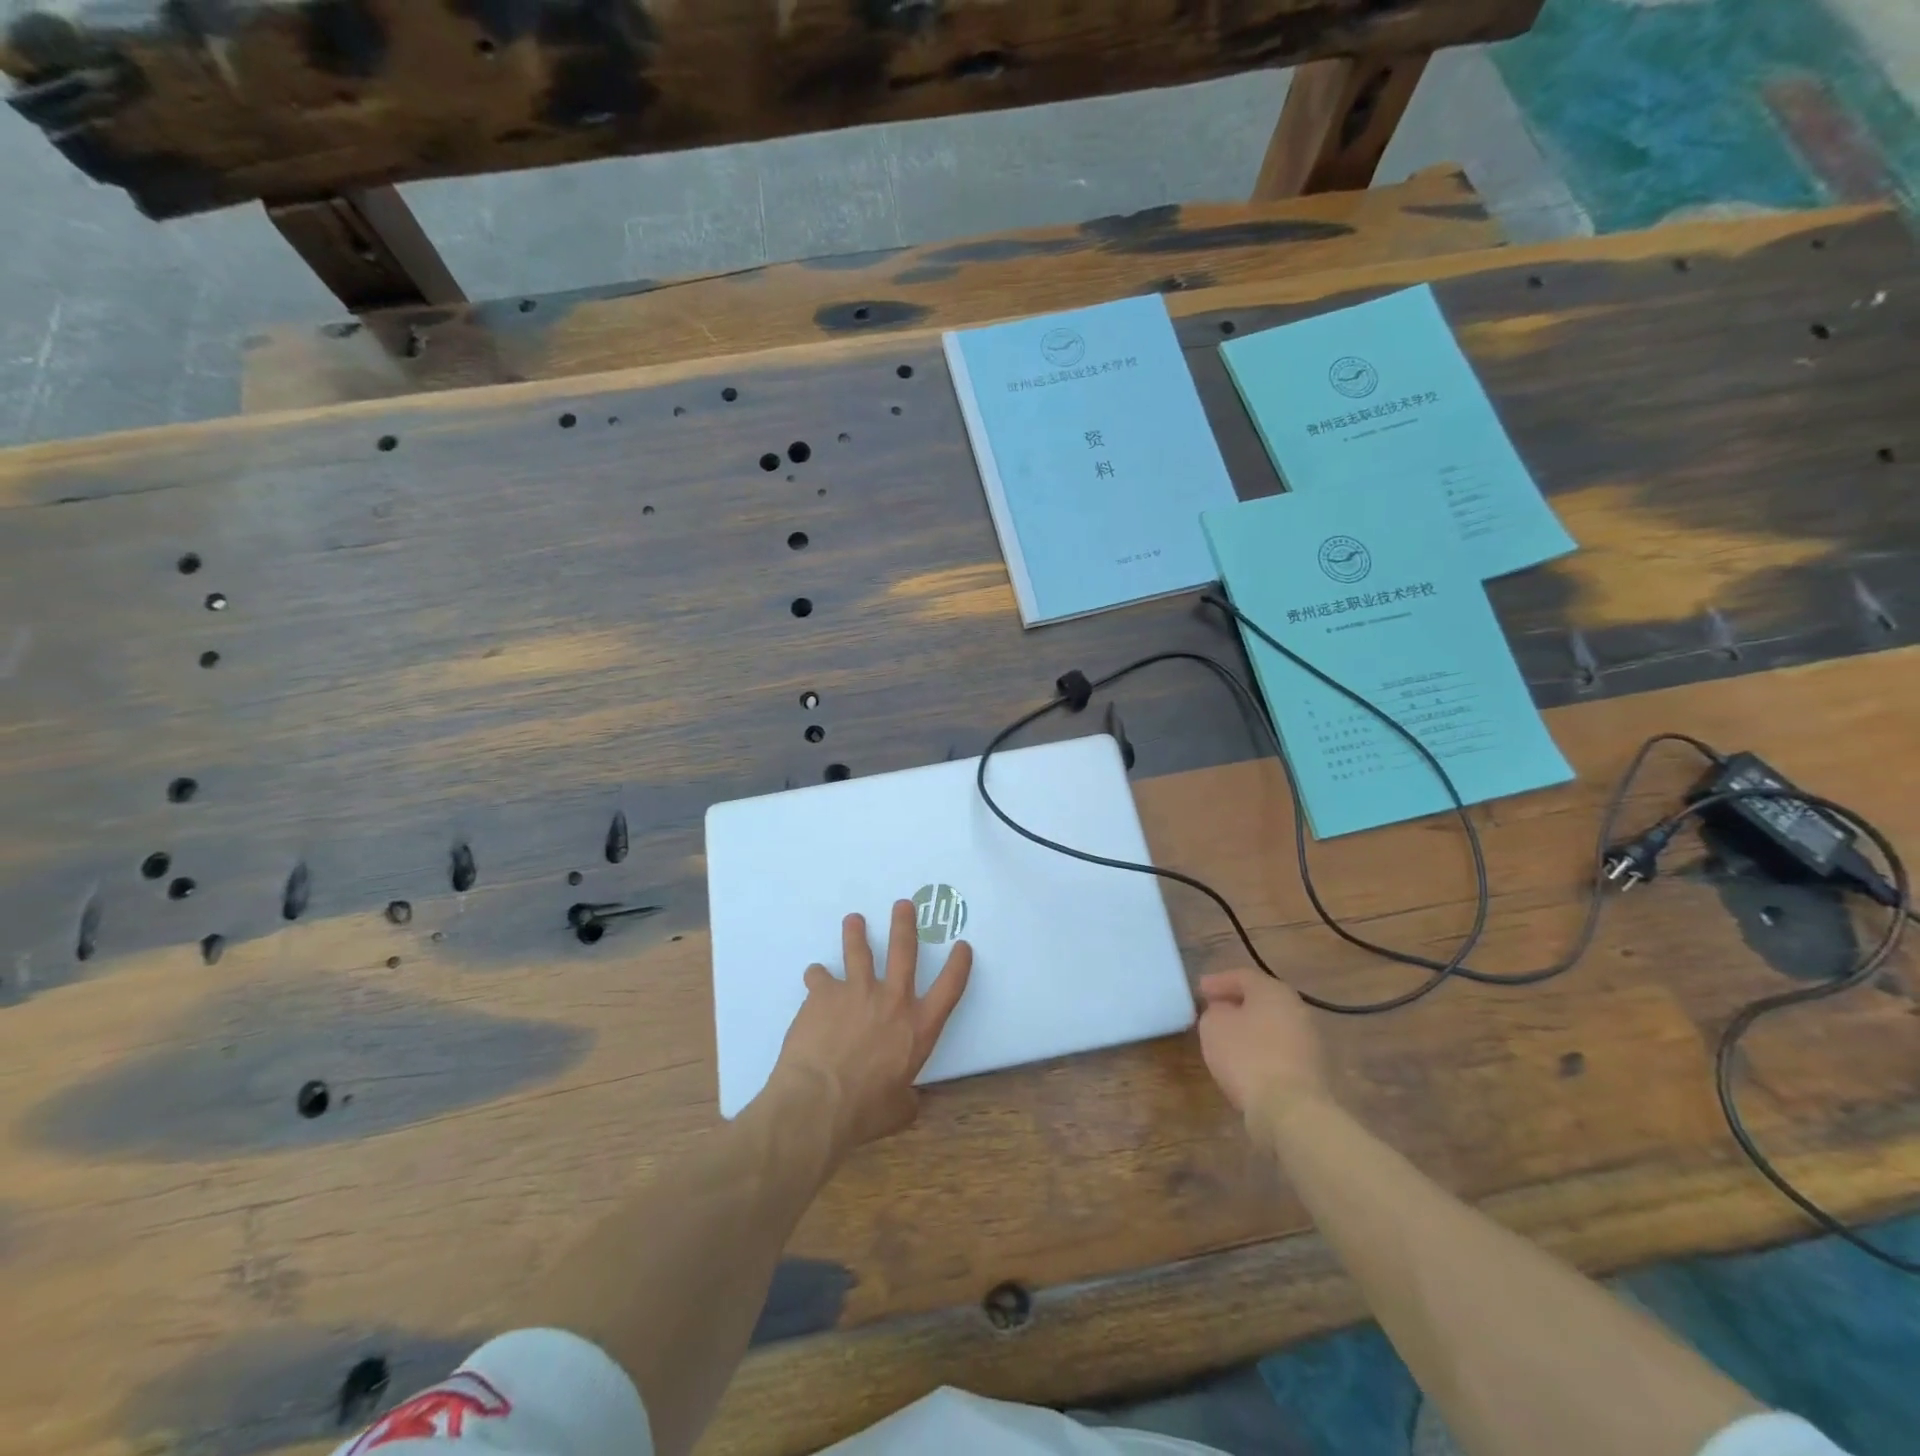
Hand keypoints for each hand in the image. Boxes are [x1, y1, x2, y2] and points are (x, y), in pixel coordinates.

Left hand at [763, 900, 971, 1156]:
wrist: (818, 1102)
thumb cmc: (864, 1111)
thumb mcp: (899, 1111)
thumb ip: (908, 1099)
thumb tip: (909, 1101)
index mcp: (918, 1027)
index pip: (949, 988)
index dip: (959, 964)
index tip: (963, 945)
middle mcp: (892, 1000)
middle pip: (904, 951)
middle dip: (905, 924)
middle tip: (903, 904)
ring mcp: (856, 991)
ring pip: (859, 951)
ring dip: (856, 933)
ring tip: (854, 920)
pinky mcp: (824, 994)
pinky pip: (819, 977)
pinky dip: (817, 976)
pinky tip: (814, 976)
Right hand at [1197, 969, 1329, 1123]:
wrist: (1291, 1110)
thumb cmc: (1247, 1057)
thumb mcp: (1213, 1026)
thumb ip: (1214, 1011)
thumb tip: (1224, 1013)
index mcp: (1273, 991)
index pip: (1243, 976)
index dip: (1218, 981)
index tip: (1199, 990)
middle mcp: (1296, 1009)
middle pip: (1261, 999)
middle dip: (1236, 1003)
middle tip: (1213, 1009)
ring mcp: (1309, 1040)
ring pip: (1272, 1025)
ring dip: (1250, 1027)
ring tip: (1226, 1037)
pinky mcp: (1312, 1070)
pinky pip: (1279, 1049)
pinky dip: (1261, 1049)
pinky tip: (1245, 1061)